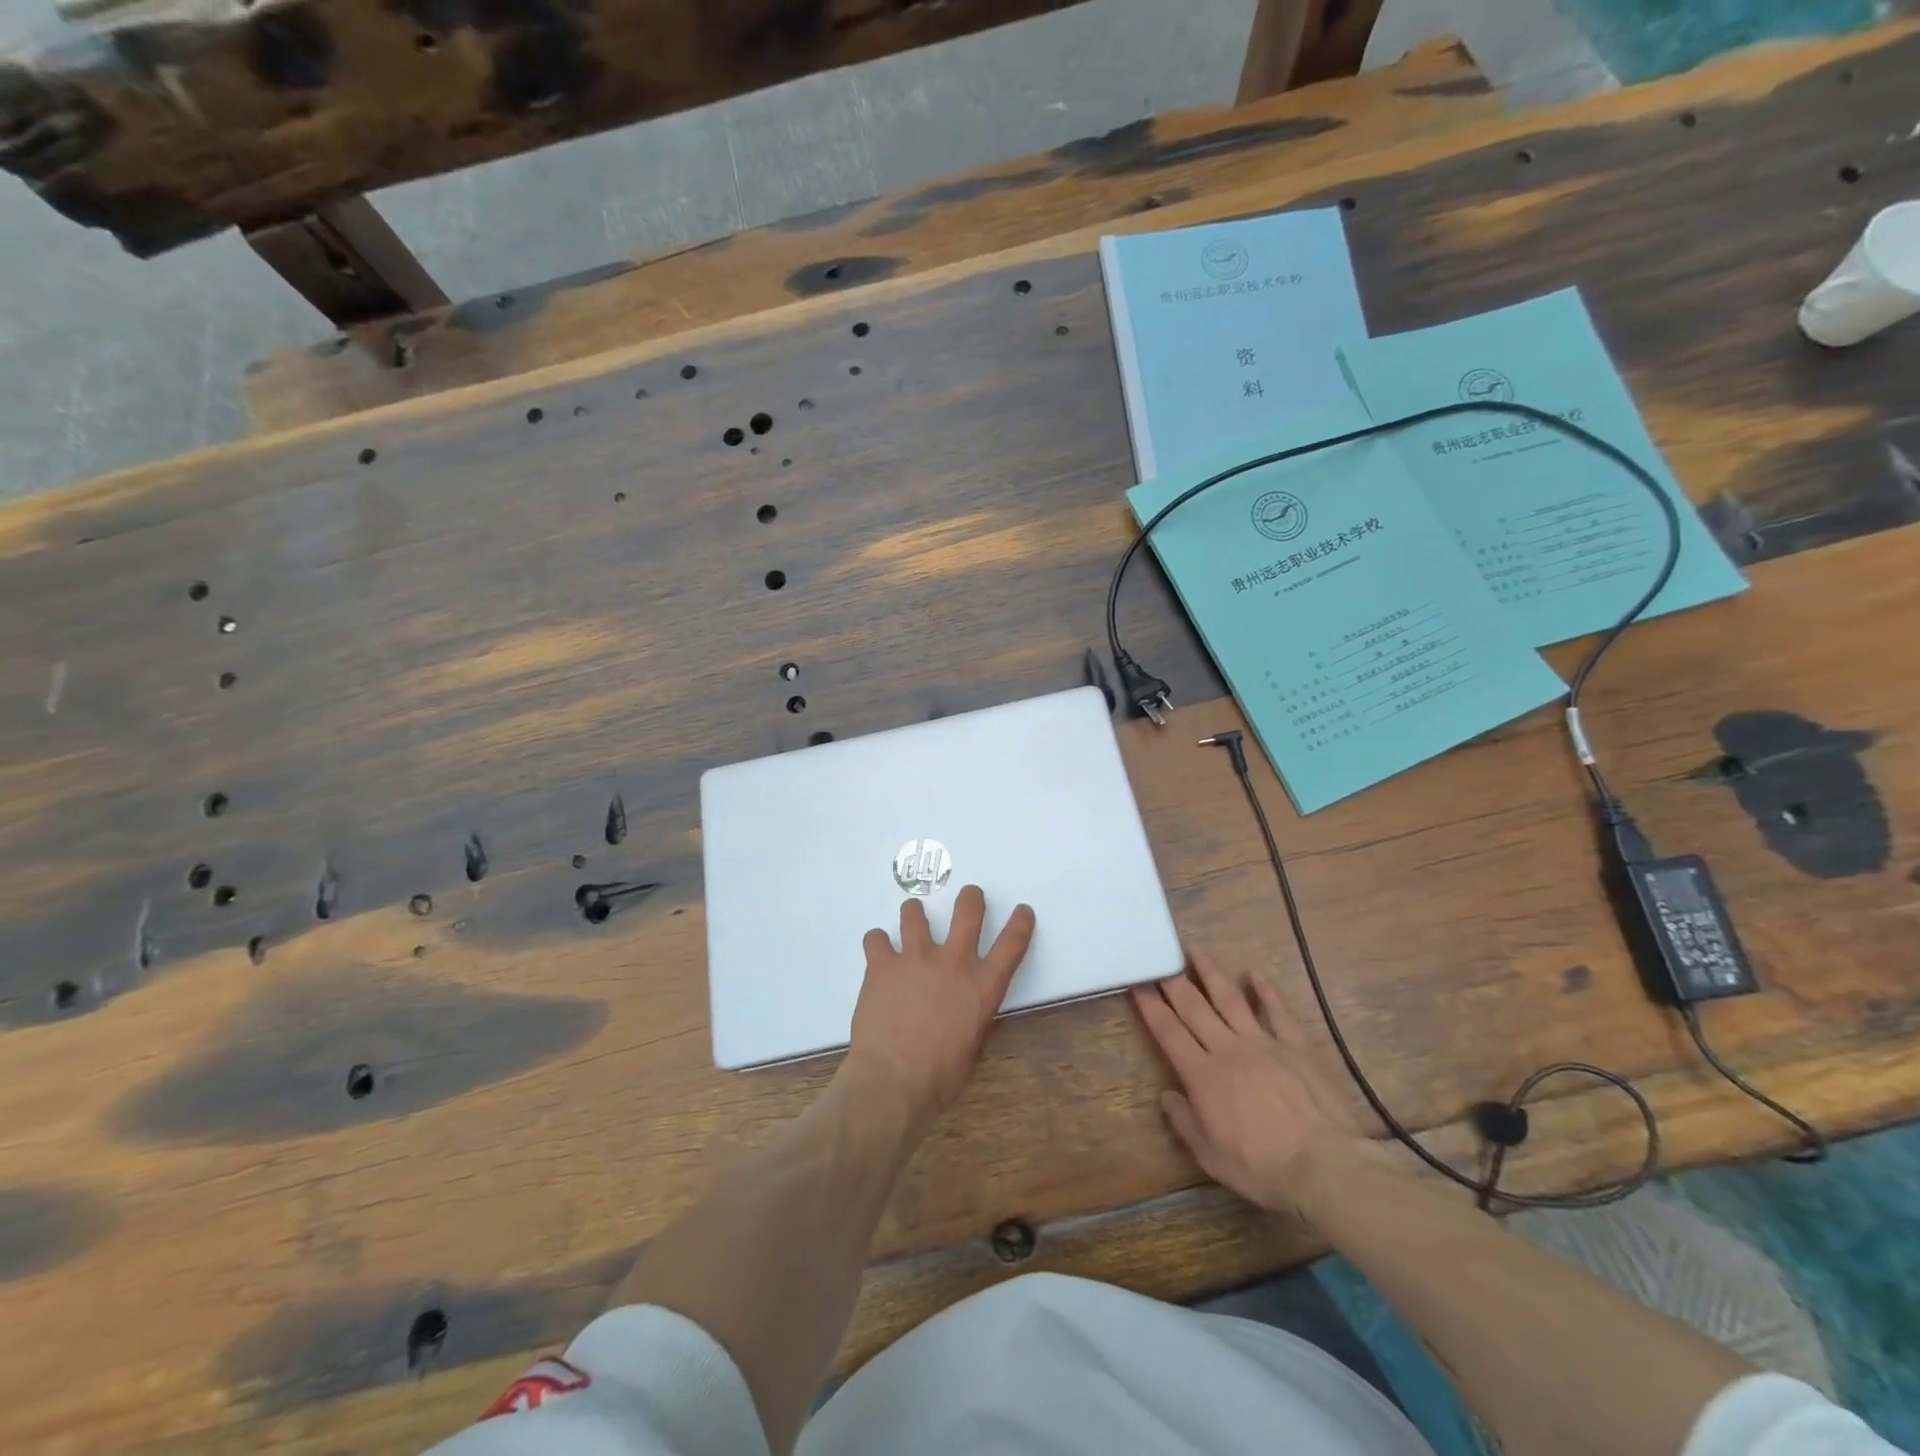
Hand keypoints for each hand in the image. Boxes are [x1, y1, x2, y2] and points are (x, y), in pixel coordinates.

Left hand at [847, 886, 1035, 1129]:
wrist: (893, 1080)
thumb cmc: (940, 1076)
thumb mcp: (972, 1046)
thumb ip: (970, 1016)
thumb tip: (961, 1010)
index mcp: (982, 986)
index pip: (1012, 944)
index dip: (1021, 923)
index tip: (1022, 911)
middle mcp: (953, 962)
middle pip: (968, 910)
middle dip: (971, 898)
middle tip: (969, 896)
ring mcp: (915, 957)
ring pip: (915, 913)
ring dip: (914, 913)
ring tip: (912, 918)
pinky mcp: (882, 963)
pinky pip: (876, 938)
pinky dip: (877, 943)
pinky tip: (877, 952)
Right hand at [1133, 947, 1371, 1215]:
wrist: (1325, 1167)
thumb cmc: (1262, 1168)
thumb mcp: (1211, 1157)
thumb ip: (1185, 1122)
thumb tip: (1167, 1095)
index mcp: (1203, 1076)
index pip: (1168, 1032)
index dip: (1150, 1006)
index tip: (1137, 984)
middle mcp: (1228, 1049)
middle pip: (1194, 1007)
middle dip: (1173, 980)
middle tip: (1160, 957)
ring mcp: (1264, 1043)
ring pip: (1231, 999)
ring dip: (1212, 973)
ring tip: (1196, 950)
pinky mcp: (1296, 1046)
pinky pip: (1278, 1011)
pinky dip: (1266, 991)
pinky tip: (1255, 975)